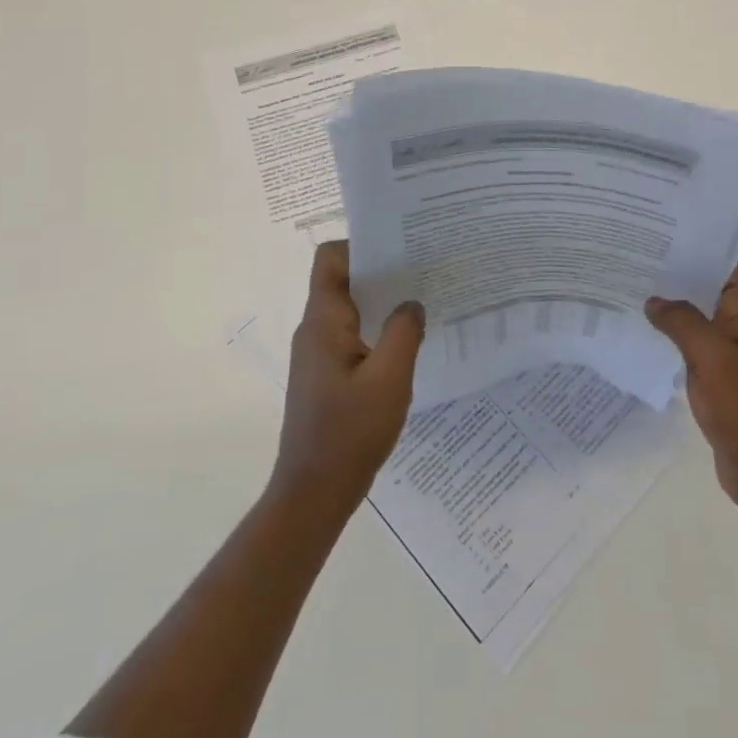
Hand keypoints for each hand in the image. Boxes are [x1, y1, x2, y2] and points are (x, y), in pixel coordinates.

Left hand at [271, 241, 425, 521]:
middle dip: (381, 271)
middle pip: (343, 280)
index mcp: (324, 321)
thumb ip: (404, 332)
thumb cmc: (350, 432)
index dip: (362, 245)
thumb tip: (412, 303)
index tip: (401, 247)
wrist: (314, 493)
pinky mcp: (325, 376)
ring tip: (422, 302)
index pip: (331, 258)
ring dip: (381, 302)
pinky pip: (352, 336)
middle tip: (424, 270)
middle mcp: (315, 330)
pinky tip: (406, 344)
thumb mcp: (390, 378)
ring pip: (350, 309)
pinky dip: (377, 330)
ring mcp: (318, 354)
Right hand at [646, 260, 737, 531]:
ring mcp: (729, 356)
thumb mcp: (713, 357)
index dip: (702, 242)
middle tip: (634, 252)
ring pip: (696, 318)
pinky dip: (669, 337)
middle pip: (708, 288)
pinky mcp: (717, 381)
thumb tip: (654, 301)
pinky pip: (690, 348)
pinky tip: (640, 333)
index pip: (729, 264)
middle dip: (677, 270)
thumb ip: (682, 322)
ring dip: (671, 304)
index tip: (665, 227)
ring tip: (629, 285)